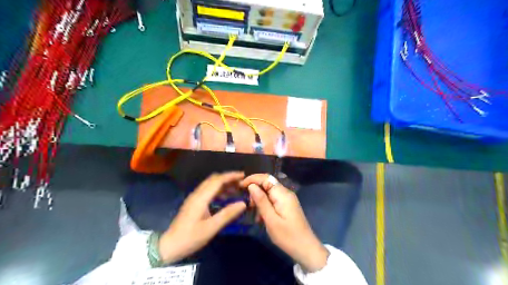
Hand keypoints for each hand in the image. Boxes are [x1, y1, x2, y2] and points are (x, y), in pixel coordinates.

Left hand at [158, 171, 246, 263]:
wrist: (169, 246)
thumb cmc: (190, 238)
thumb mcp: (211, 228)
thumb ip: (227, 214)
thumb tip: (243, 203)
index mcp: (201, 198)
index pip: (218, 180)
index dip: (231, 176)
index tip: (243, 176)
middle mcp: (197, 194)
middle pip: (214, 179)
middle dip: (228, 178)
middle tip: (241, 182)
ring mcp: (194, 198)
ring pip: (210, 184)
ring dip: (223, 184)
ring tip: (236, 189)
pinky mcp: (193, 203)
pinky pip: (208, 190)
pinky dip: (218, 190)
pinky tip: (225, 198)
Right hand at [241, 172, 328, 272]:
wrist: (306, 249)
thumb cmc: (287, 236)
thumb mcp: (271, 220)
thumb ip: (261, 201)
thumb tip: (251, 185)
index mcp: (282, 194)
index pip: (265, 178)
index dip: (252, 179)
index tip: (239, 186)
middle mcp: (286, 193)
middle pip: (267, 184)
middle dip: (255, 191)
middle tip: (248, 206)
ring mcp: (287, 199)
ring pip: (269, 192)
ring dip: (259, 200)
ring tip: (254, 214)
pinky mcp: (287, 206)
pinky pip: (273, 200)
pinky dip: (265, 205)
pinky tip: (261, 218)